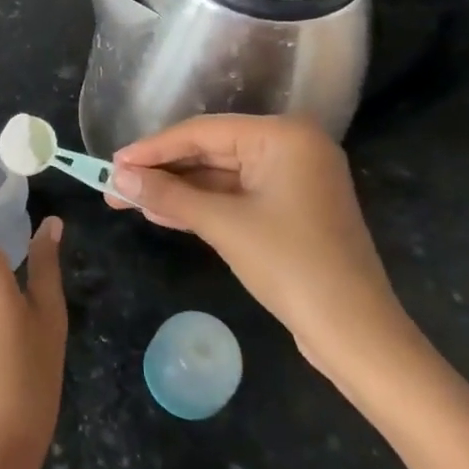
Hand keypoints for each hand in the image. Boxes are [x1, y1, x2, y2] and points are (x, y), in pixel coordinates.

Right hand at [109, 115, 412, 378]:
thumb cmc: (293, 267)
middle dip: (161, 172)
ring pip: (218, 176)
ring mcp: (291, 179)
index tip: (112, 163)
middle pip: (209, 151)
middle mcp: (289, 147)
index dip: (152, 148)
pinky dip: (199, 206)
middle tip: (114, 185)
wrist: (357, 336)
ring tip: (127, 200)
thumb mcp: (223, 226)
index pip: (202, 132)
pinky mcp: (288, 208)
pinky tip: (159, 214)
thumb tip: (117, 177)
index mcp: (283, 136)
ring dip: (175, 191)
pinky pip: (233, 196)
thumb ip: (168, 195)